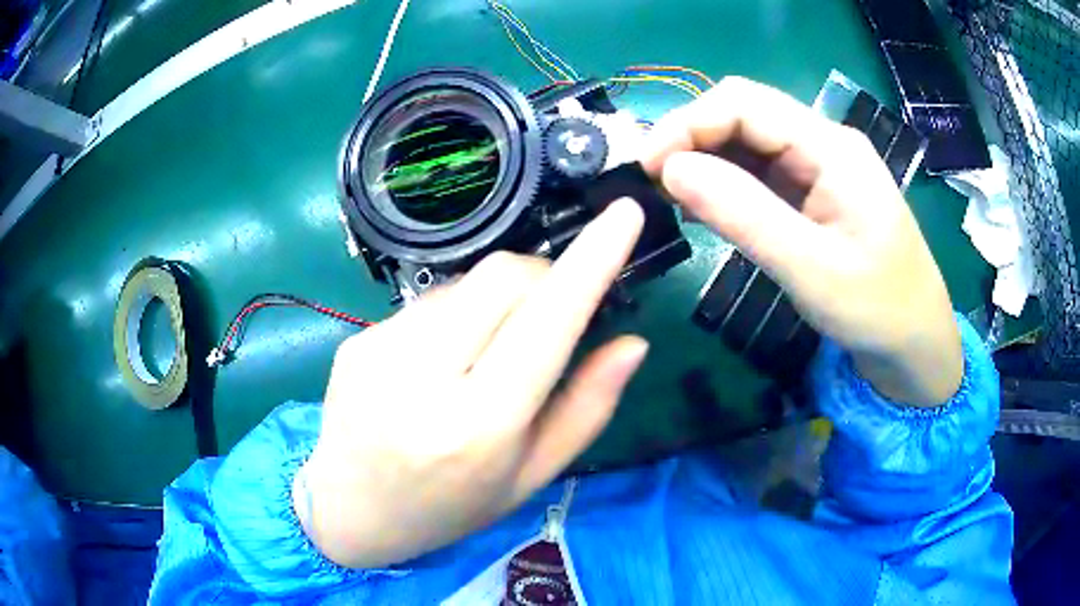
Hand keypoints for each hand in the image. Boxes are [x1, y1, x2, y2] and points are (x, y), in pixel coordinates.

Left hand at [296, 200, 647, 567]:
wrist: (351, 512)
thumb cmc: (451, 508)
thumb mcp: (531, 476)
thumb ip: (587, 408)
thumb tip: (633, 343)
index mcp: (479, 427)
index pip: (546, 322)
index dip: (592, 261)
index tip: (625, 214)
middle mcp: (422, 379)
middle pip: (502, 277)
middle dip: (543, 276)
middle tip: (552, 311)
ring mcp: (378, 351)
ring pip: (463, 283)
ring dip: (495, 300)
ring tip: (484, 353)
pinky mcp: (356, 339)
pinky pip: (425, 301)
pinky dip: (454, 316)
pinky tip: (439, 362)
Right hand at [641, 77, 961, 405]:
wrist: (914, 342)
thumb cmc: (877, 308)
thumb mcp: (811, 269)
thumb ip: (744, 215)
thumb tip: (670, 169)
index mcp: (831, 147)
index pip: (744, 103)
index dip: (688, 123)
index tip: (648, 168)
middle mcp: (823, 143)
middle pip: (743, 114)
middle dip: (692, 139)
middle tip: (655, 186)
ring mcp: (818, 166)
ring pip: (746, 142)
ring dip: (704, 161)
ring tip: (671, 199)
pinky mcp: (812, 191)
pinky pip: (758, 171)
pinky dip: (724, 184)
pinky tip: (705, 208)